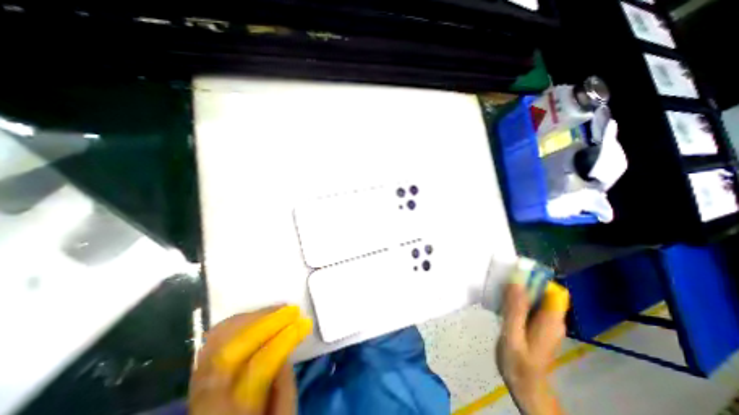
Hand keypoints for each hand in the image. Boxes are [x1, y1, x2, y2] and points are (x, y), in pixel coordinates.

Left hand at [187, 305, 312, 414]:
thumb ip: (285, 389)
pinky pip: (214, 338)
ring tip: (279, 309)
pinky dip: (238, 320)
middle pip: (231, 351)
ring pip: (218, 339)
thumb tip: (287, 347)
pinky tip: (258, 315)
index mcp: (233, 412)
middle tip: (293, 310)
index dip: (283, 341)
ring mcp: (198, 383)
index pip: (256, 370)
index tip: (305, 323)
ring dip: (253, 317)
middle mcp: (207, 398)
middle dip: (267, 323)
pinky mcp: (199, 371)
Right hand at [496, 282, 570, 414]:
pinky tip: (502, 301)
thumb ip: (515, 308)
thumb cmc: (518, 363)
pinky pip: (529, 303)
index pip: (553, 290)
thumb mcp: (512, 335)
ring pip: (535, 296)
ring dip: (517, 289)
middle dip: (523, 281)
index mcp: (550, 320)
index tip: (515, 272)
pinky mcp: (537, 323)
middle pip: (543, 291)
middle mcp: (552, 318)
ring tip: (499, 288)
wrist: (524, 385)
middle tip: (501, 279)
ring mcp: (545, 321)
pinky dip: (516, 298)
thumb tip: (516, 281)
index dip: (536, 277)